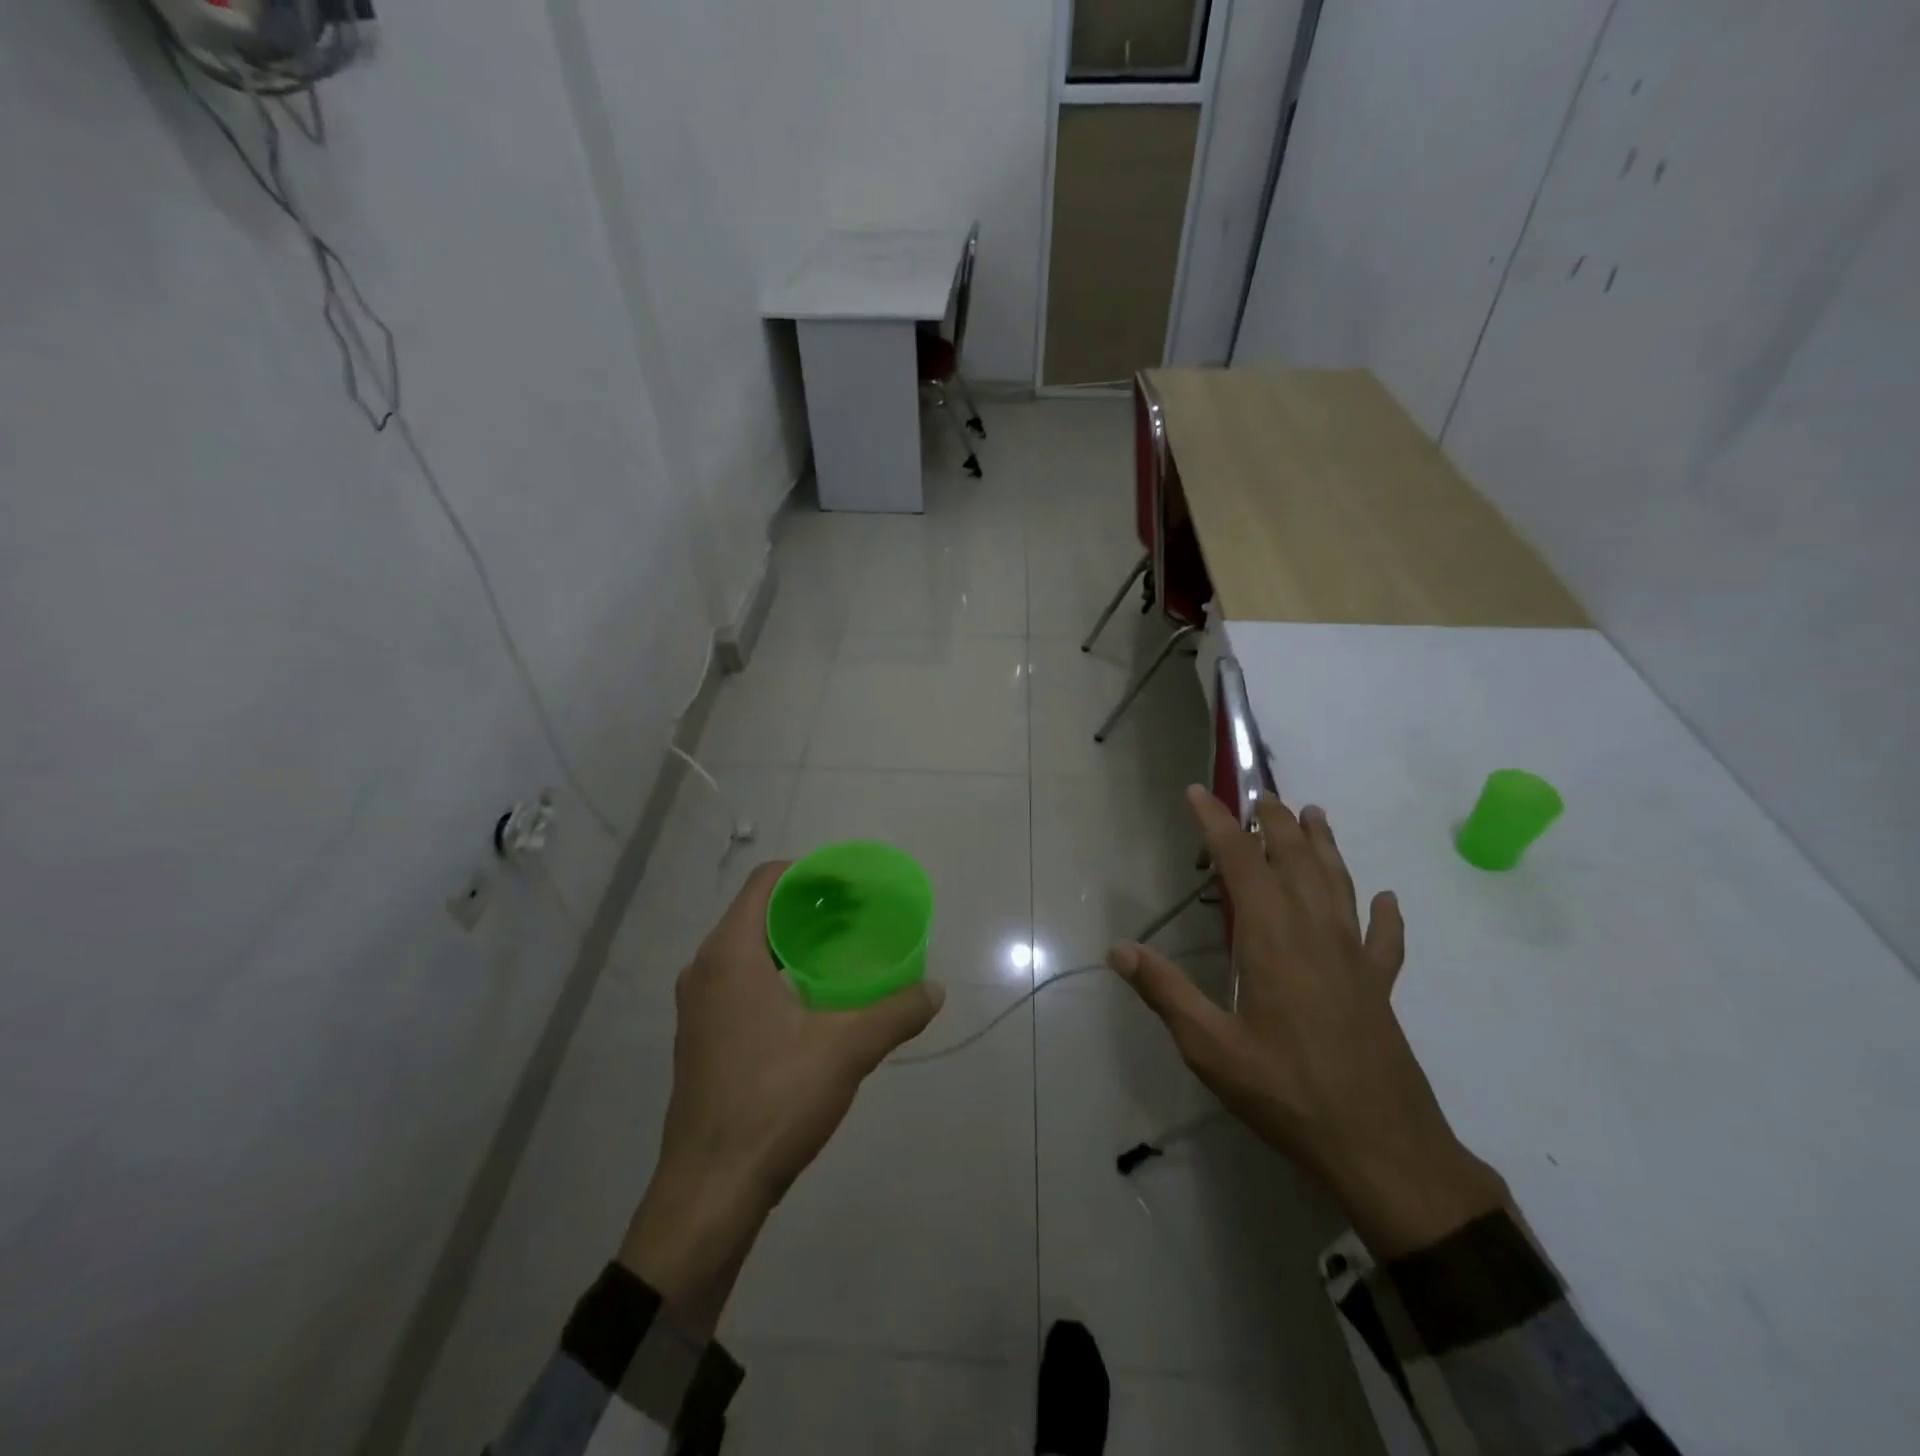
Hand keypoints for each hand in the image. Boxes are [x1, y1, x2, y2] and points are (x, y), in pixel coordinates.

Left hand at [620, 862, 945, 1302]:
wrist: (710, 1191)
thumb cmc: (772, 1102)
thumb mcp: (846, 1051)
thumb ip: (895, 1013)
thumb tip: (935, 991)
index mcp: (729, 955)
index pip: (766, 882)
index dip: (808, 872)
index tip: (849, 884)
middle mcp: (704, 970)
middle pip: (757, 913)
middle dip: (807, 906)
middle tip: (855, 915)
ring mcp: (698, 1006)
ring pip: (748, 949)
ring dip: (792, 942)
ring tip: (840, 952)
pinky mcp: (701, 1038)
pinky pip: (740, 981)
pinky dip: (776, 972)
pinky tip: (813, 999)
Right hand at [1108, 787, 1505, 1256]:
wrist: (1384, 1151)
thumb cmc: (1289, 1094)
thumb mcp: (1212, 1049)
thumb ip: (1166, 993)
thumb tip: (1120, 949)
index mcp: (1272, 940)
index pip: (1241, 863)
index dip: (1217, 823)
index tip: (1197, 792)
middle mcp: (1316, 934)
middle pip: (1296, 861)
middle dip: (1275, 821)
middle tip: (1260, 792)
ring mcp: (1354, 960)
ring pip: (1339, 885)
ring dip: (1325, 846)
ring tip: (1315, 814)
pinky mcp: (1379, 988)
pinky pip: (1385, 940)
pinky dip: (1385, 915)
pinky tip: (1387, 900)